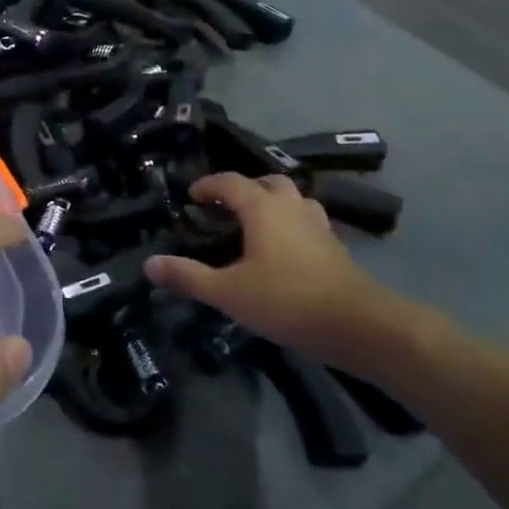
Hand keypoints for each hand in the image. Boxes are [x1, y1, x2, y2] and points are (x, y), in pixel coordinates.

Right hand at [144, 173, 420, 370]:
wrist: (359, 326)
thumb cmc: (287, 301)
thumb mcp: (228, 292)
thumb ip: (188, 277)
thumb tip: (149, 264)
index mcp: (263, 207)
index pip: (230, 182)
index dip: (208, 185)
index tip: (191, 196)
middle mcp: (292, 206)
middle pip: (267, 182)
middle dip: (244, 189)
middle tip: (224, 207)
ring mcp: (318, 225)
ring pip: (293, 199)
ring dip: (272, 204)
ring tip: (255, 224)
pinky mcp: (335, 247)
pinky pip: (307, 222)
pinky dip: (291, 225)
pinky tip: (283, 251)